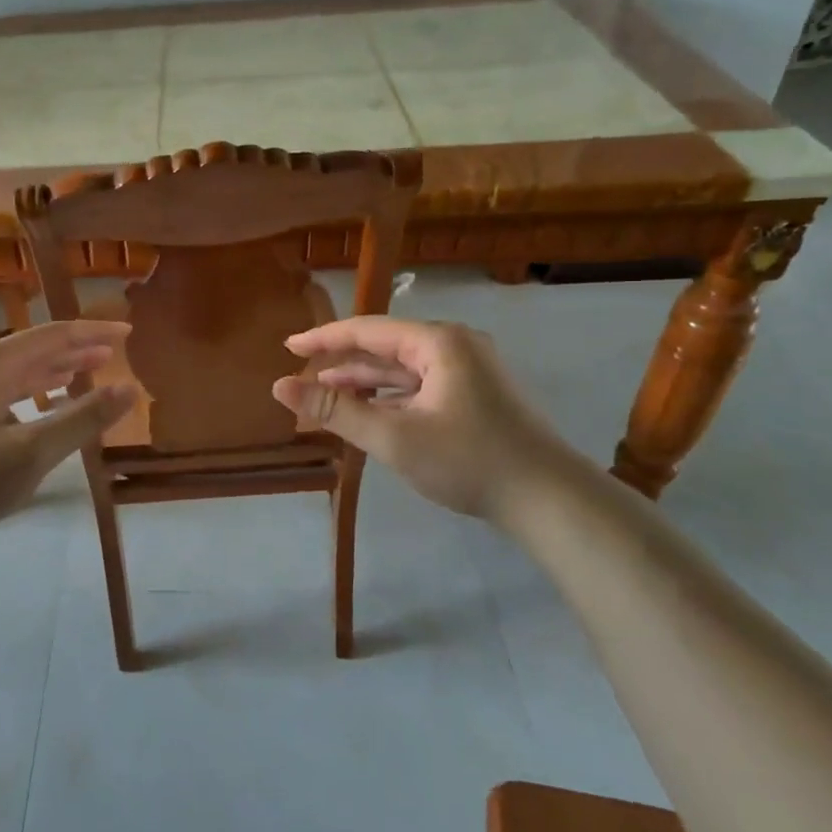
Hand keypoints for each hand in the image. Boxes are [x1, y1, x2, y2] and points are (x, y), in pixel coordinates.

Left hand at [0, 320, 136, 563]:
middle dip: (74, 352)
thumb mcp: (32, 452)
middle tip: (112, 354)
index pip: (52, 335)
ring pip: (15, 375)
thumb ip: (82, 419)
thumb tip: (129, 390)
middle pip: (32, 351)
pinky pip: (0, 396)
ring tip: (84, 375)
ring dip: (52, 373)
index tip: (127, 332)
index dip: (93, 332)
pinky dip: (30, 397)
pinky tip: (40, 412)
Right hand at [271, 316, 570, 522]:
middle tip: (303, 376)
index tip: (288, 347)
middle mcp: (456, 346)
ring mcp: (470, 371)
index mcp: (439, 342)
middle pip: (385, 347)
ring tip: (326, 394)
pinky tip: (369, 411)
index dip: (324, 338)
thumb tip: (280, 387)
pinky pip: (421, 386)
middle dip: (343, 363)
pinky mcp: (477, 395)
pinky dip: (391, 397)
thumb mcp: (394, 437)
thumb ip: (335, 411)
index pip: (367, 330)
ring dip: (365, 383)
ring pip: (403, 369)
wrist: (551, 501)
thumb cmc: (469, 461)